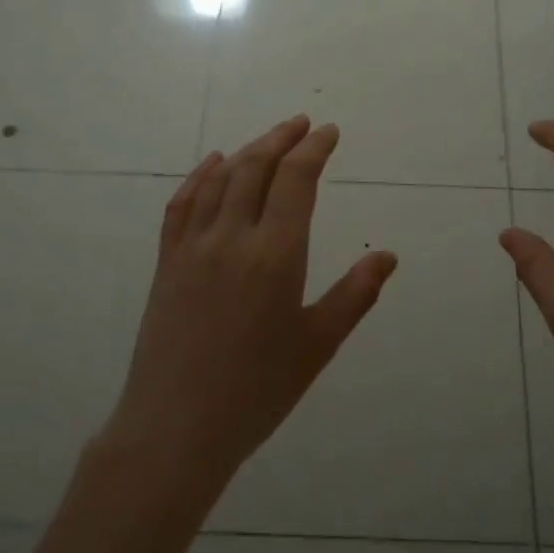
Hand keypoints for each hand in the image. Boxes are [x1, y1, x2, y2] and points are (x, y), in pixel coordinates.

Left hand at [106, 115, 397, 491]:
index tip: (329, 132)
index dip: (314, 149)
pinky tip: (214, 164)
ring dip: (247, 151)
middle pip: (256, 167)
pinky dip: (200, 175)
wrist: (176, 426)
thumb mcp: (317, 345)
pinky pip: (183, 203)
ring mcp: (193, 247)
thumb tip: (386, 256)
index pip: (296, 180)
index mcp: (275, 256)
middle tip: (303, 125)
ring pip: (220, 179)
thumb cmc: (257, 391)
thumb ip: (354, 295)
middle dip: (282, 139)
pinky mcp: (167, 261)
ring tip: (269, 140)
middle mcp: (232, 238)